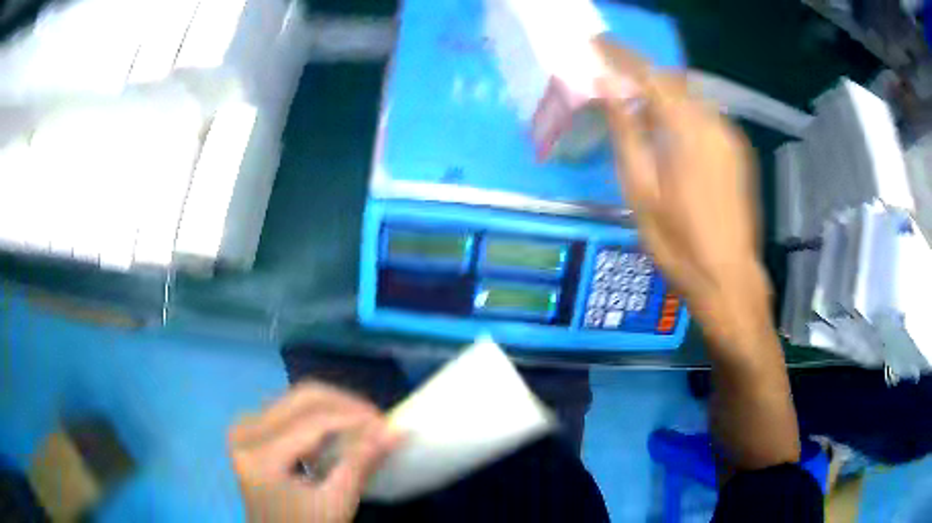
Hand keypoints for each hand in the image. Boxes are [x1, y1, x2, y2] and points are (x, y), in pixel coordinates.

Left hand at [229, 382, 399, 522]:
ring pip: (297, 398)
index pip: (313, 422)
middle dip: (346, 405)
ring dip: (334, 408)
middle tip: (378, 421)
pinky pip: (289, 408)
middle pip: (302, 398)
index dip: (354, 419)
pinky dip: (319, 415)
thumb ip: (361, 464)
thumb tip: (394, 431)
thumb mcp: (336, 504)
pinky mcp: (251, 428)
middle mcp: (245, 431)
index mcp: (260, 455)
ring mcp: (245, 427)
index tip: (388, 424)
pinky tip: (339, 430)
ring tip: (363, 426)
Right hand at [597, 42, 800, 471]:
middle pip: (674, 80)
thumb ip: (626, 131)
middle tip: (615, 79)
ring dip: (663, 93)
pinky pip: (706, 116)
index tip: (596, 43)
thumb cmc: (679, 245)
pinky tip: (670, 132)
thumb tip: (608, 85)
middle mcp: (714, 124)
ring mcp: (731, 138)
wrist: (730, 282)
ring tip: (638, 106)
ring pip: (692, 97)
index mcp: (687, 130)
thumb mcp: (640, 191)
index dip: (621, 55)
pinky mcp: (738, 154)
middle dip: (643, 73)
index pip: (650, 74)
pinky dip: (682, 111)